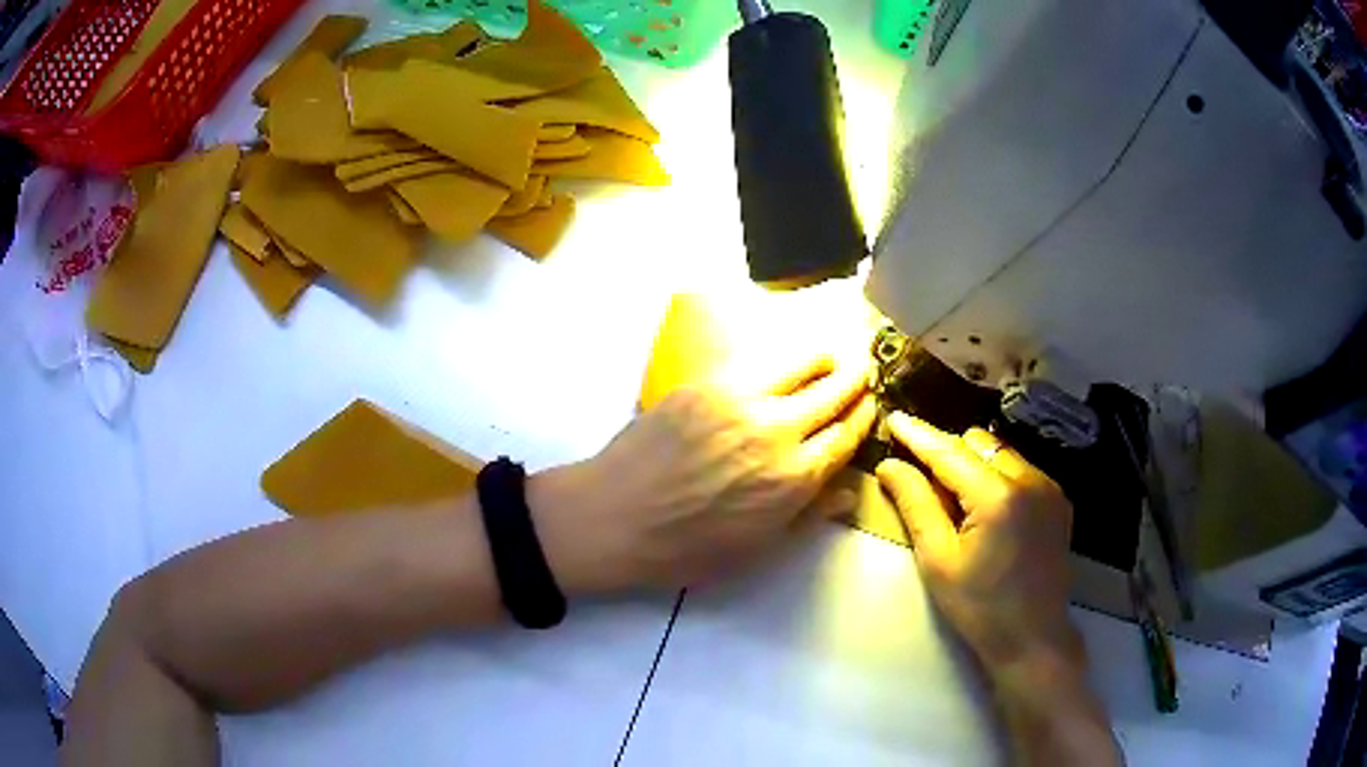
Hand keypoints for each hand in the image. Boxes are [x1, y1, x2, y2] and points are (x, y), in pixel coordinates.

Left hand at [531, 354, 876, 591]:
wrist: (612, 518)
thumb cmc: (685, 548)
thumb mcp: (757, 549)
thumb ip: (809, 514)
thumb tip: (851, 490)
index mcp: (794, 478)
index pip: (848, 434)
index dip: (865, 416)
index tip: (872, 405)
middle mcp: (777, 430)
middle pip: (834, 391)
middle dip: (855, 380)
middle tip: (862, 372)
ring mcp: (740, 399)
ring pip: (800, 362)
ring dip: (823, 359)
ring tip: (829, 359)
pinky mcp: (707, 382)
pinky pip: (758, 361)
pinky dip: (781, 360)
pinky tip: (780, 366)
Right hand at [875, 414, 1080, 670]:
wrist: (1033, 637)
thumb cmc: (979, 608)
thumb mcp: (938, 561)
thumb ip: (915, 505)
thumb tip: (889, 465)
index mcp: (997, 496)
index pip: (949, 452)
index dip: (919, 435)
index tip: (894, 417)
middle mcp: (1029, 479)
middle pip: (977, 443)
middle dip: (947, 453)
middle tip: (922, 478)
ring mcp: (1048, 487)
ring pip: (1000, 452)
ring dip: (973, 464)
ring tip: (956, 500)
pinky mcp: (1058, 499)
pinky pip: (1020, 469)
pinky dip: (996, 476)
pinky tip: (986, 510)